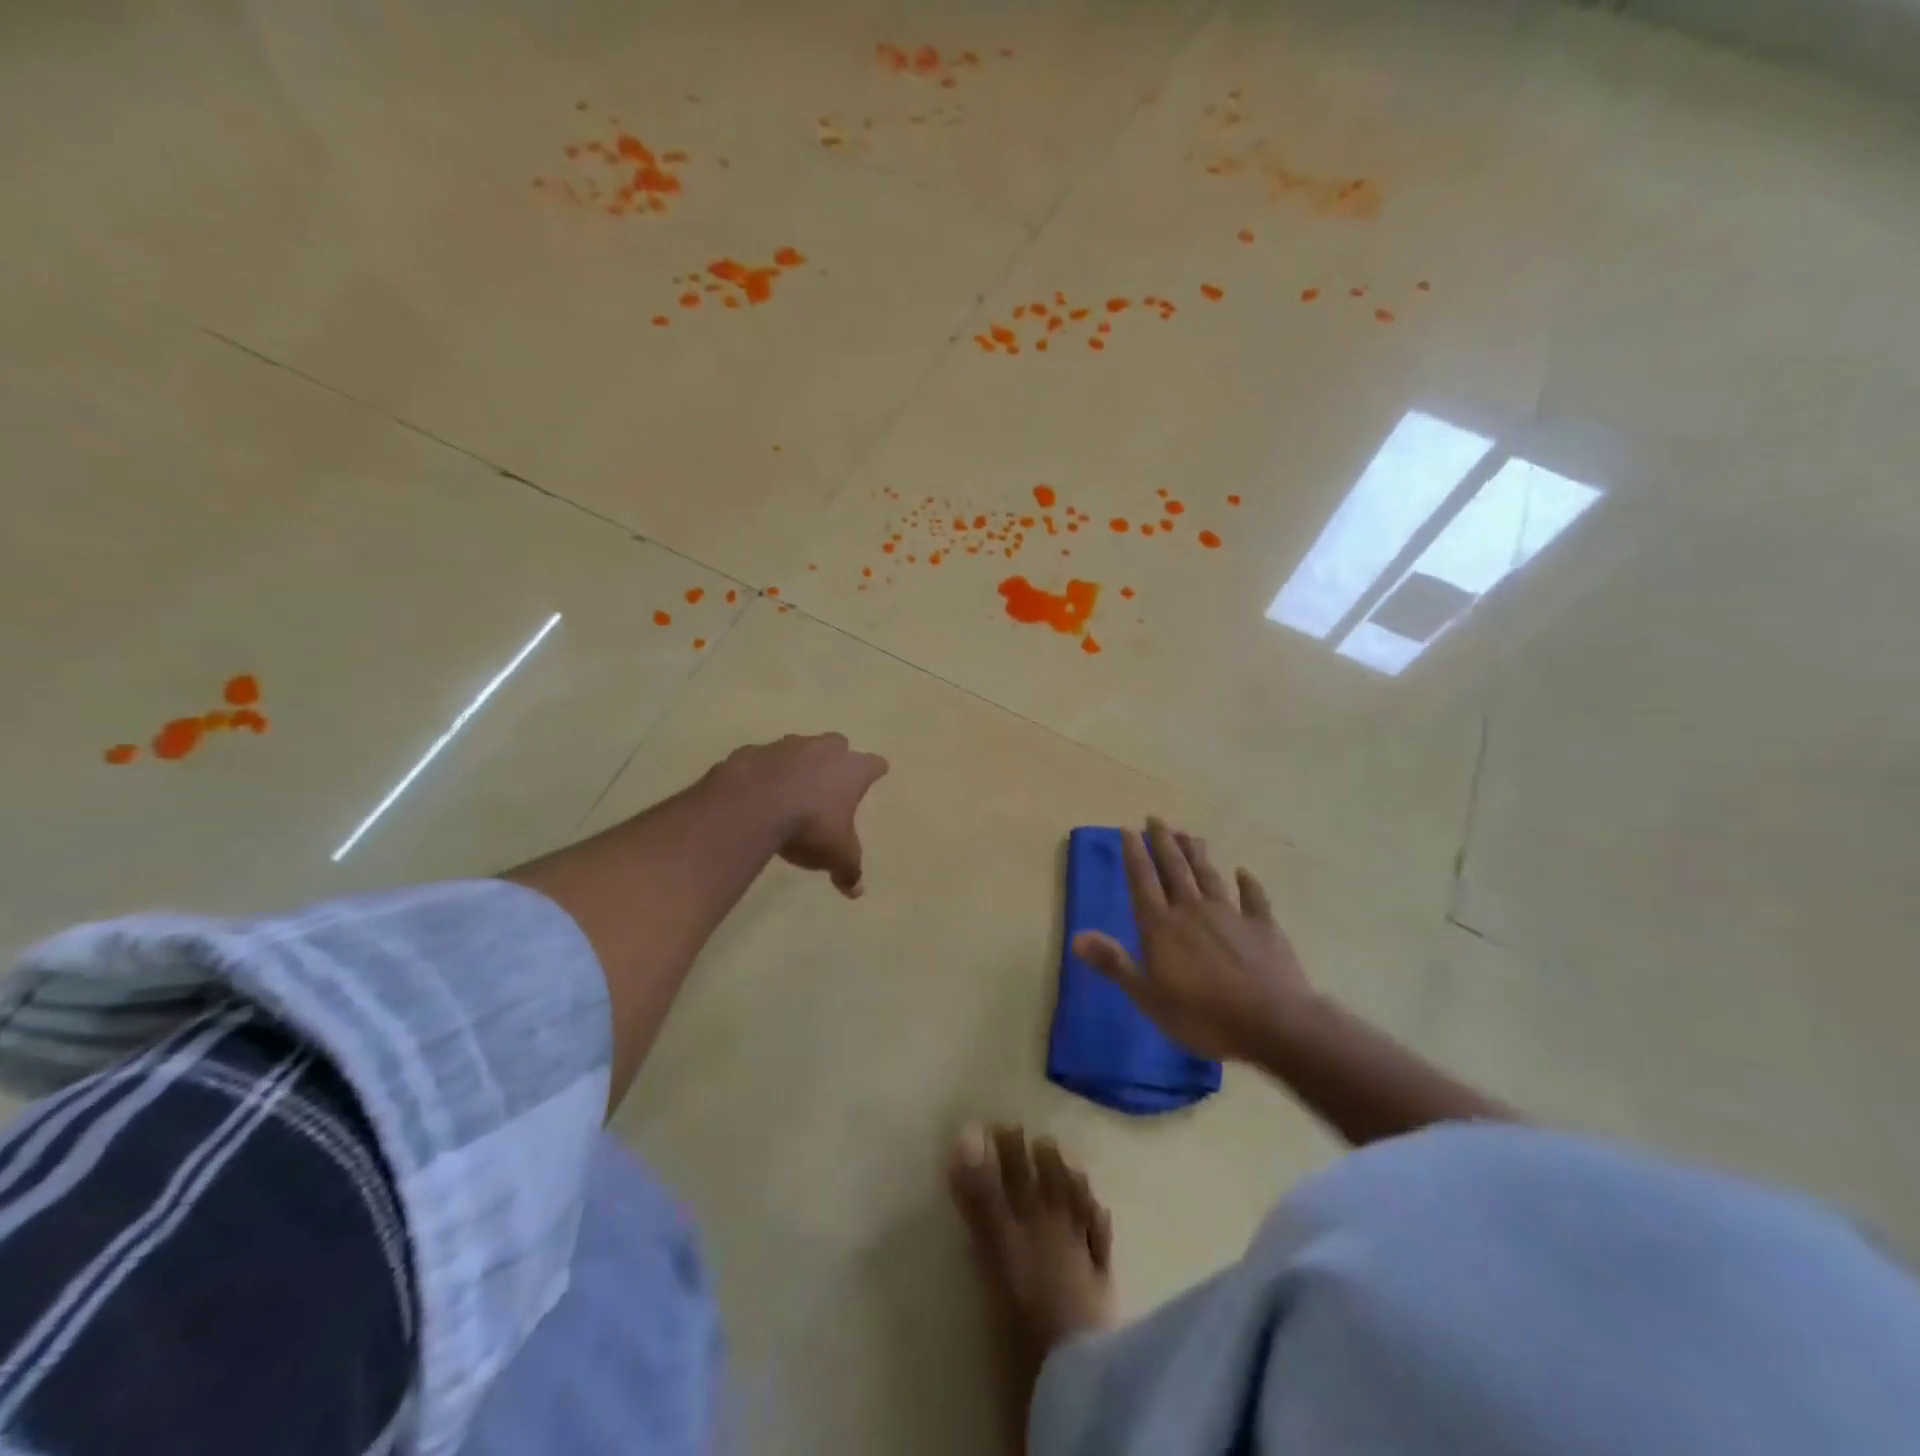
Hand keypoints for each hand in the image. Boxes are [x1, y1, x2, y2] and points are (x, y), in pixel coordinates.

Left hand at [723, 733, 889, 897]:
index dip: (875, 771)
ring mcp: (786, 746)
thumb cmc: (810, 826)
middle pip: (837, 744)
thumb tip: (856, 891)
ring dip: (798, 763)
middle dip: (836, 758)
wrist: (751, 806)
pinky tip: (757, 792)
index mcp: (852, 769)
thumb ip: (848, 870)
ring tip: (790, 789)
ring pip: (799, 747)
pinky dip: (764, 772)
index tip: (877, 774)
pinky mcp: (752, 751)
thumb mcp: (836, 855)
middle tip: (831, 781)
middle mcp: (823, 749)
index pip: (874, 764)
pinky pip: (763, 759)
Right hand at [1073, 819, 1313, 1062]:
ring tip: (1188, 834)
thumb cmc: (1202, 1015)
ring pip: (1208, 875)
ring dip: (1196, 854)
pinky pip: (1254, 899)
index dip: (1134, 854)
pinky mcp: (1263, 928)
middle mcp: (1193, 910)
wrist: (1272, 1022)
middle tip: (1156, 818)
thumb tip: (1076, 937)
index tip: (1128, 829)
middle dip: (1163, 842)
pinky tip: (1243, 872)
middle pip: (1175, 869)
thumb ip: (1114, 963)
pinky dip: (1248, 884)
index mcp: (1162, 926)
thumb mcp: (1148, 996)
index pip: (1143, 881)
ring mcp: (1231, 915)